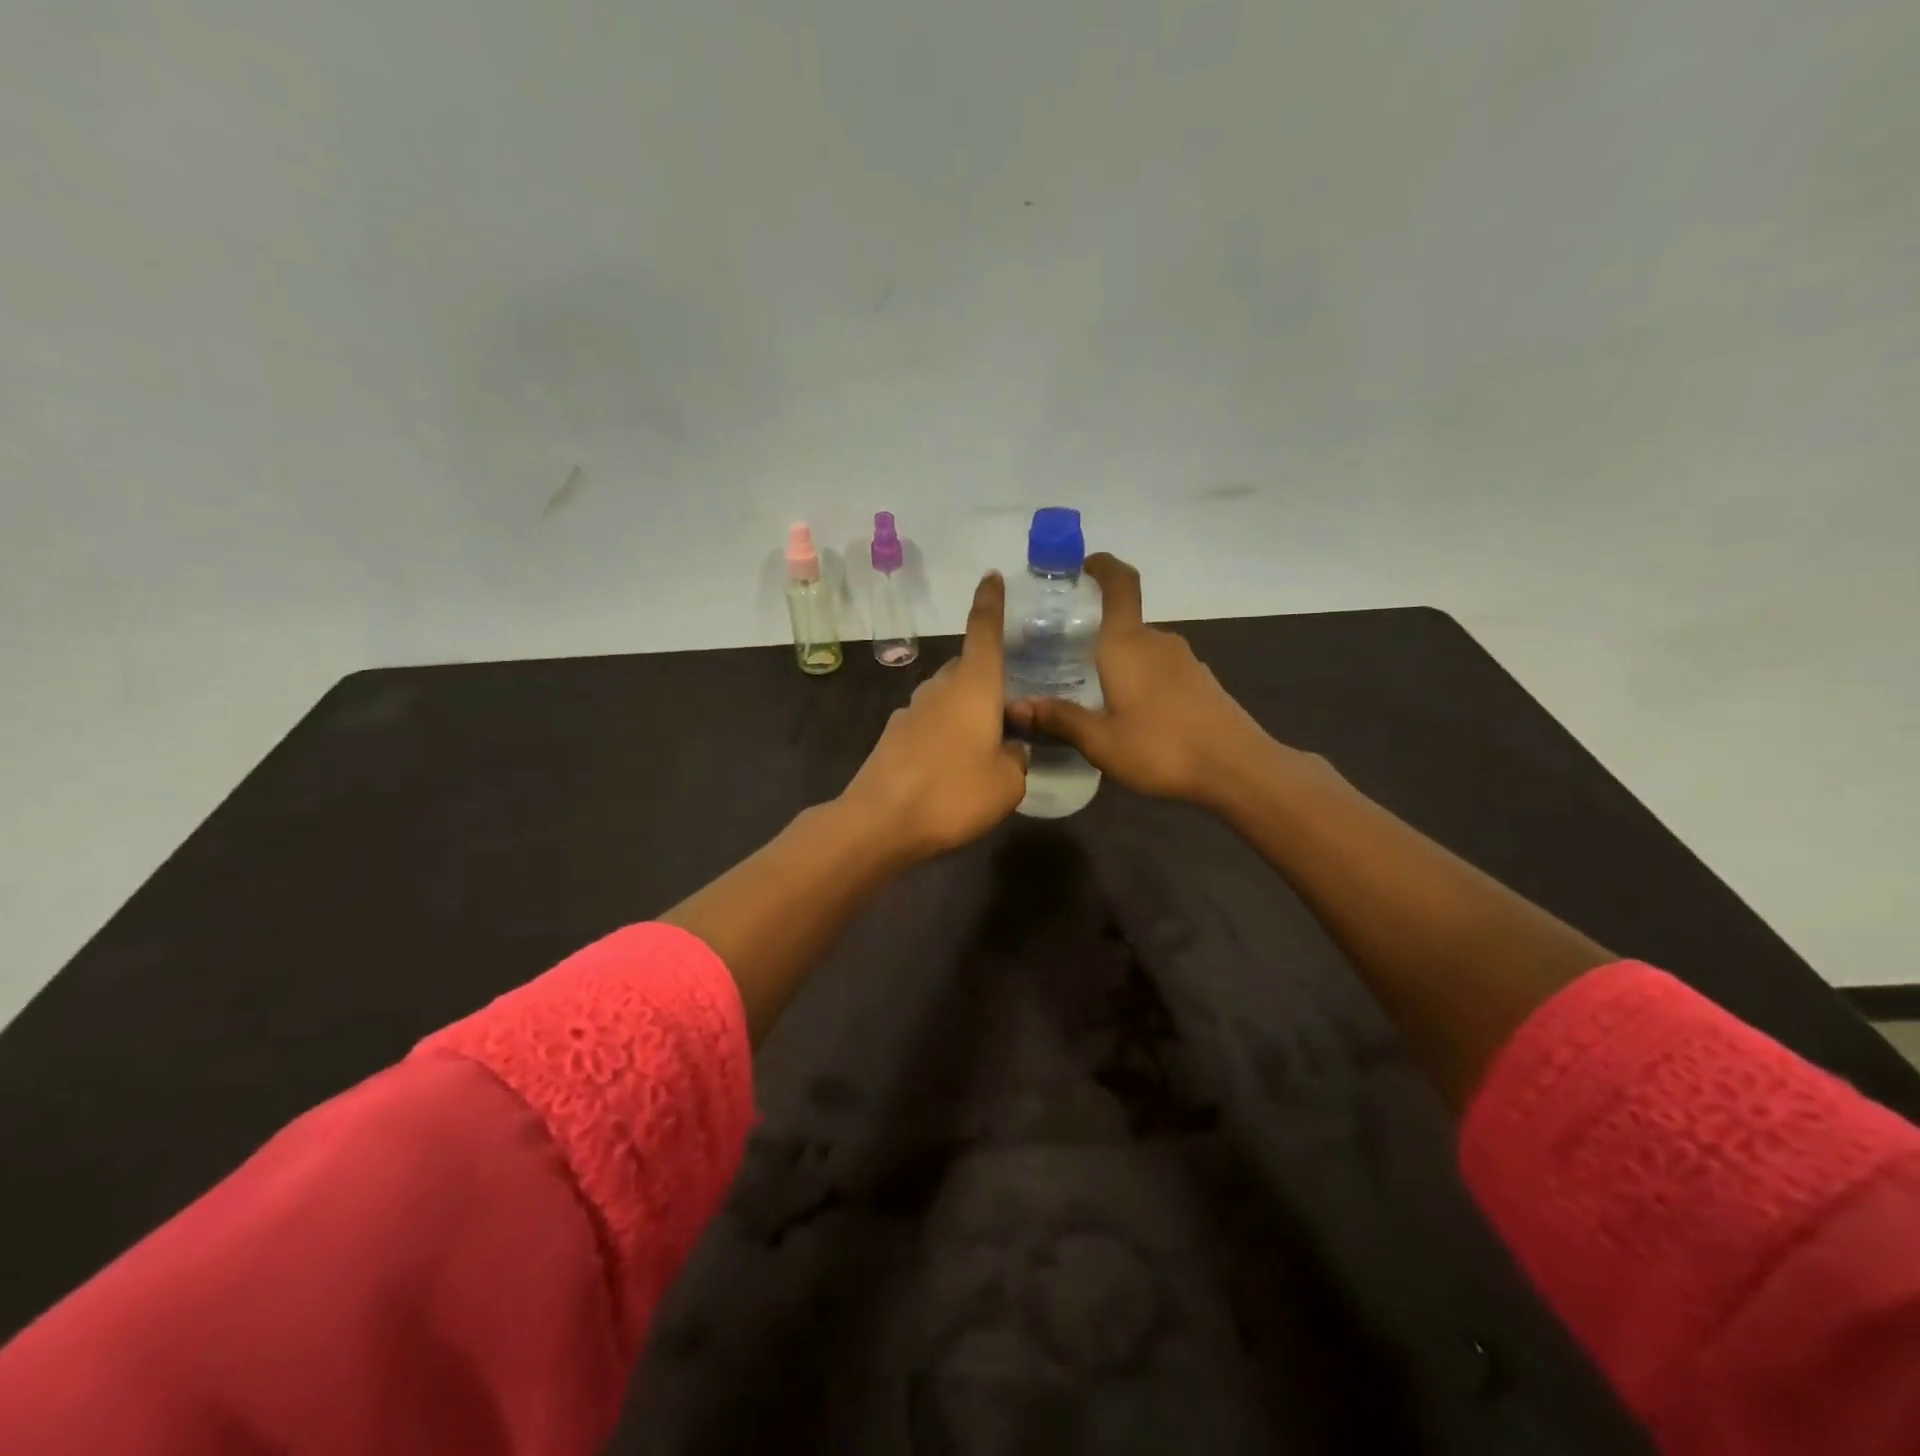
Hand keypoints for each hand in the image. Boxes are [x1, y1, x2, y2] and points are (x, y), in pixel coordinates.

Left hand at [841, 573, 1028, 858]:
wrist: (880, 822)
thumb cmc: (954, 794)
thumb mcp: (1008, 783)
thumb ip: (1017, 758)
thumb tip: (1011, 748)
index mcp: (973, 686)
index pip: (984, 632)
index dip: (991, 603)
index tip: (992, 577)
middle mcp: (940, 688)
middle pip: (968, 669)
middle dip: (988, 682)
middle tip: (1010, 712)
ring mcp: (911, 711)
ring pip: (947, 698)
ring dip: (966, 712)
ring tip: (984, 747)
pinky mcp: (893, 737)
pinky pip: (929, 724)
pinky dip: (944, 735)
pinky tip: (951, 769)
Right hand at [1007, 553, 1270, 804]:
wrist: (1237, 769)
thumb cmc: (1161, 747)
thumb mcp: (1100, 741)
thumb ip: (1059, 719)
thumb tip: (1015, 707)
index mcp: (1128, 643)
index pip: (1120, 584)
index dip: (1103, 567)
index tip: (1083, 566)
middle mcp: (1158, 642)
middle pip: (1124, 623)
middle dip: (1096, 634)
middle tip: (1065, 658)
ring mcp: (1185, 661)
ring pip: (1142, 650)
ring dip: (1119, 662)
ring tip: (1094, 692)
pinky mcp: (1201, 682)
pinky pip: (1161, 670)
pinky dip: (1141, 680)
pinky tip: (1132, 714)